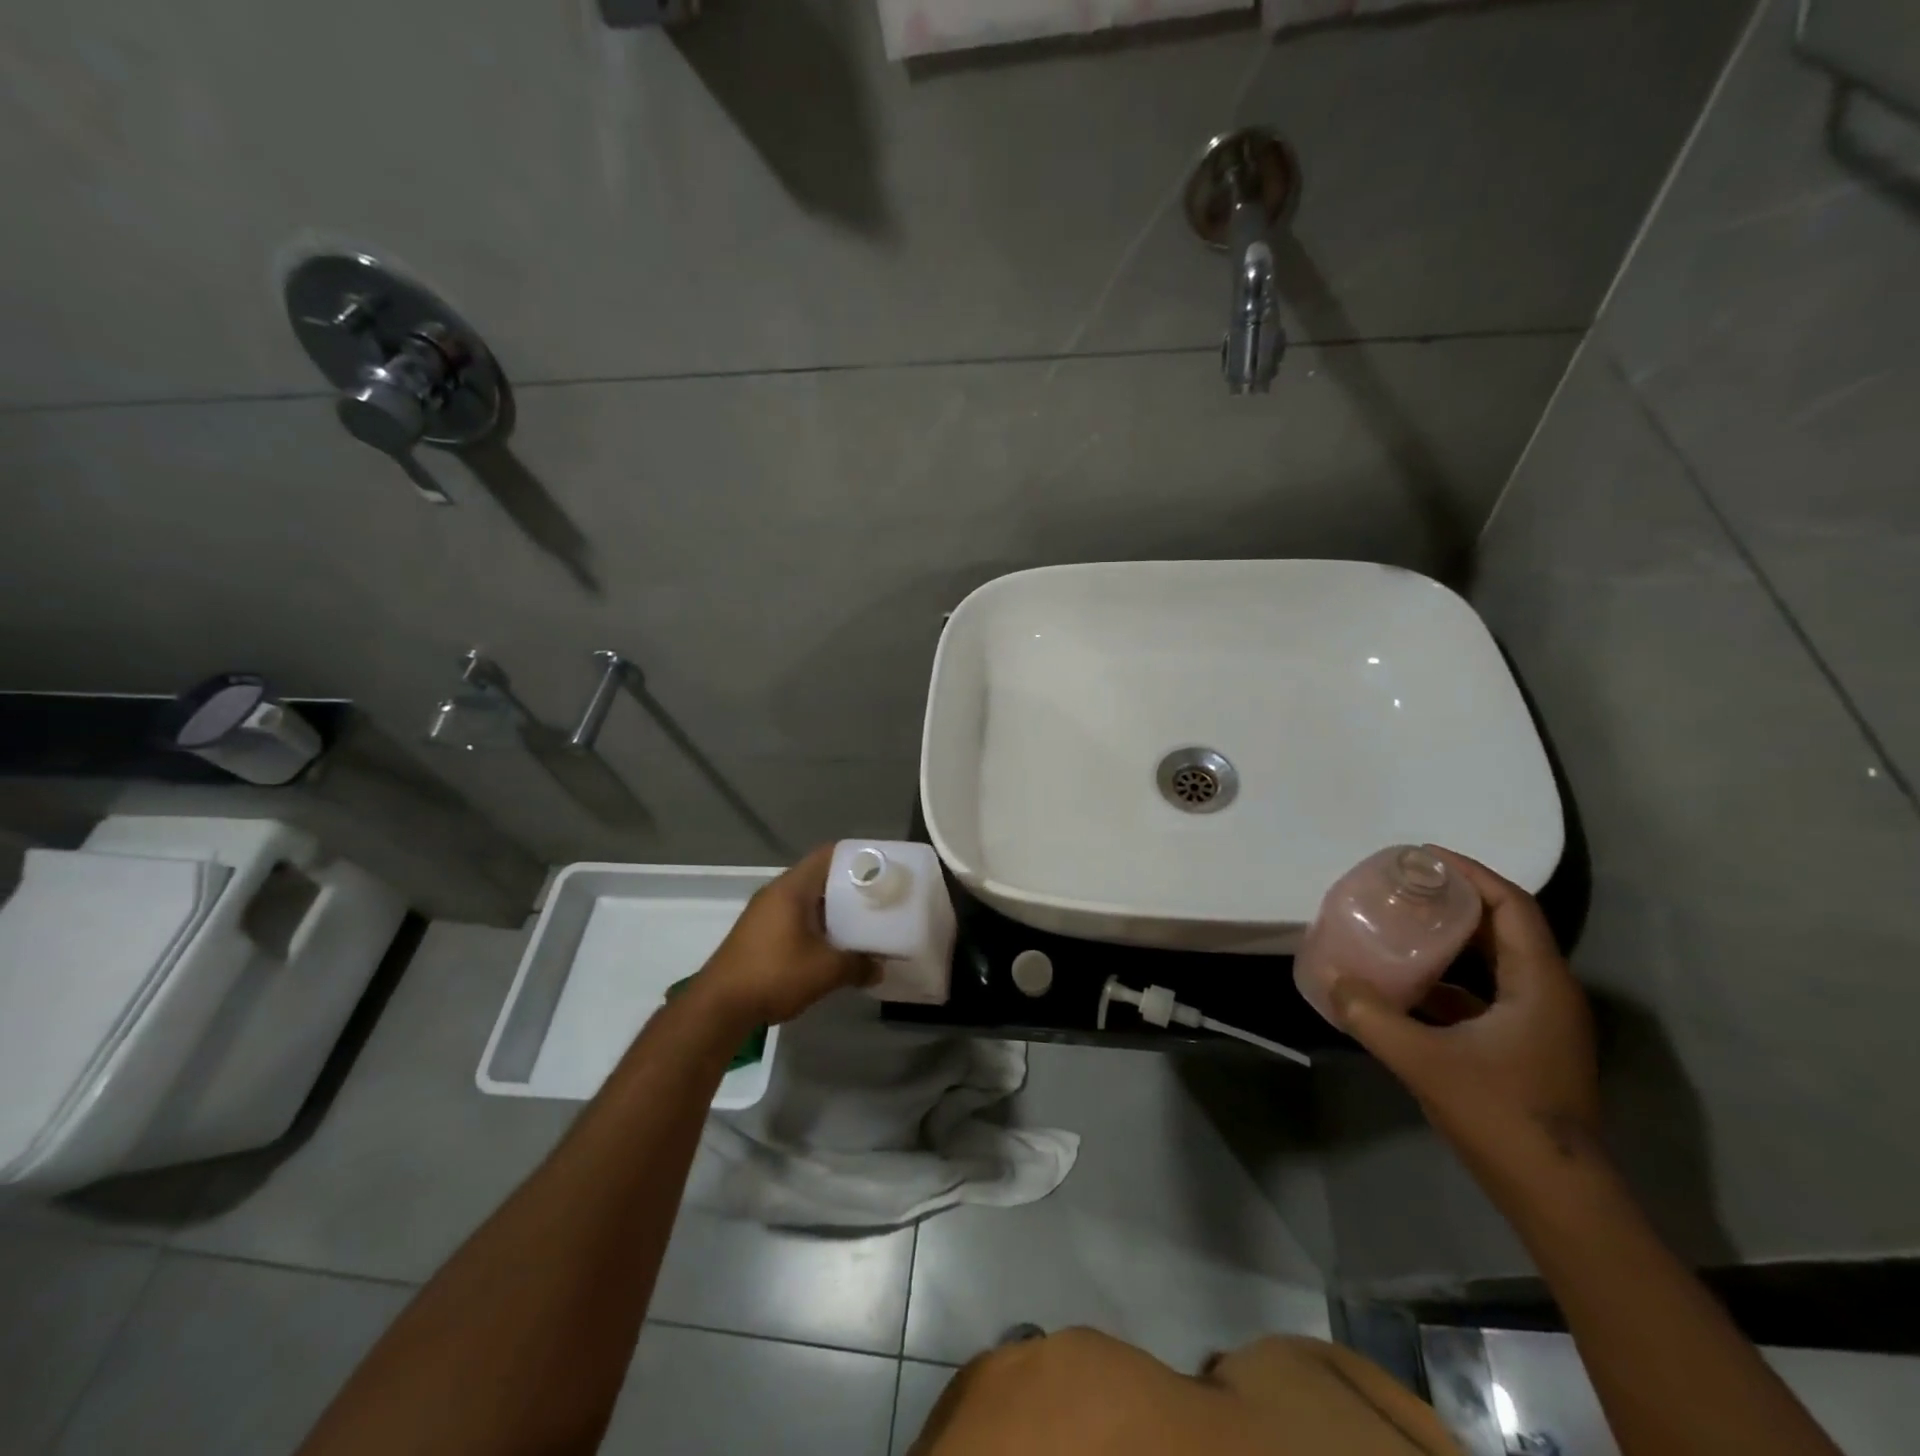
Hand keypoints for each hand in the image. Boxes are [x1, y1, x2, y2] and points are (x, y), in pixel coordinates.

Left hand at [696, 845, 877, 1027]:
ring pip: (807, 900)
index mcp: (792, 888)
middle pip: (819, 877)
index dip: (856, 859)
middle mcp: (776, 892)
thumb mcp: (825, 971)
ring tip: (862, 923)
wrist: (719, 1007)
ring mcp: (764, 913)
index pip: (828, 855)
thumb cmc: (774, 974)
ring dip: (832, 910)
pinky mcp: (758, 934)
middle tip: (878, 899)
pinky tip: (833, 945)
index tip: (881, 871)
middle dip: (849, 887)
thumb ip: (858, 965)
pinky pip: (795, 918)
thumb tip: (881, 968)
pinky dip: (816, 925)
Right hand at [1332, 847, 1604, 1190]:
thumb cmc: (1500, 1115)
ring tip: (1401, 924)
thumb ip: (1371, 1016)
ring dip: (1452, 940)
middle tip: (1404, 886)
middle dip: (1455, 901)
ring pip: (1494, 962)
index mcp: (1539, 984)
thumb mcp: (1423, 1060)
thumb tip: (1331, 979)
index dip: (1471, 874)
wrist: (1557, 1196)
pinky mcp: (1526, 1047)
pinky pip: (1486, 993)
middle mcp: (1547, 994)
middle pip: (1504, 928)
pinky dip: (1450, 979)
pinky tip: (1407, 985)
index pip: (1511, 906)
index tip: (1424, 857)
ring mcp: (1539, 1023)